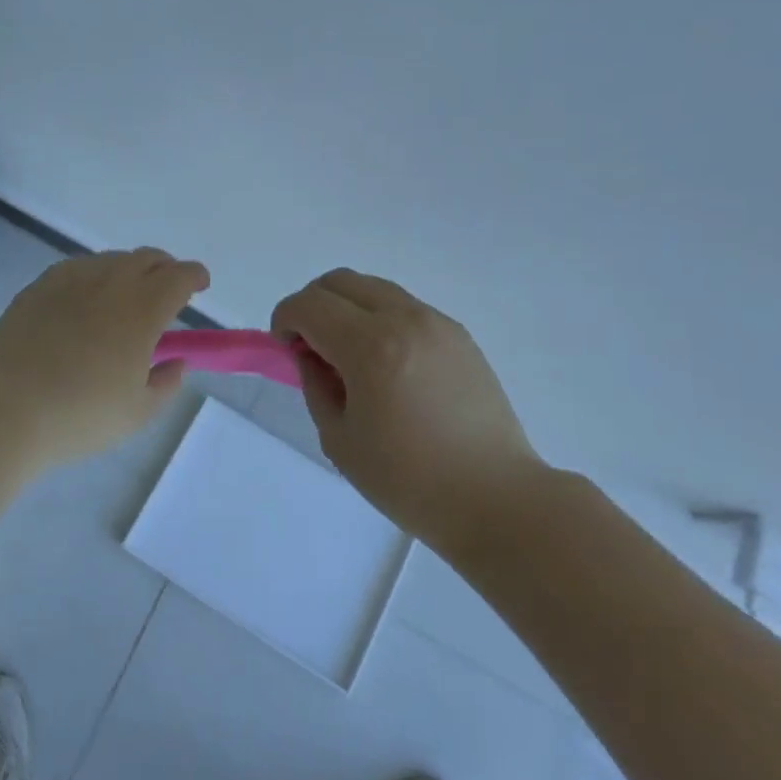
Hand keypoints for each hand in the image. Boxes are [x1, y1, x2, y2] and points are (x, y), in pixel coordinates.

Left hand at [0, 248, 209, 468]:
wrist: (4, 408)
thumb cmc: (79, 415)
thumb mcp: (137, 413)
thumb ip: (166, 384)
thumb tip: (175, 362)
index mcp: (142, 309)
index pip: (179, 276)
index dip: (195, 276)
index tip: (200, 285)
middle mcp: (110, 283)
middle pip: (148, 258)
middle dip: (165, 268)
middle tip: (168, 288)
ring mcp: (71, 279)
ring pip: (112, 259)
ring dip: (130, 270)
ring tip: (126, 294)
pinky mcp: (39, 286)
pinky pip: (78, 267)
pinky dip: (95, 275)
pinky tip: (86, 297)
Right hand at [272, 269, 539, 546]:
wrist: (495, 498)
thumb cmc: (409, 481)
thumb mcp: (340, 439)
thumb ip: (315, 384)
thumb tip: (309, 354)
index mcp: (370, 347)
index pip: (310, 304)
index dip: (285, 319)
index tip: (285, 348)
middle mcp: (404, 319)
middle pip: (340, 281)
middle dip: (313, 305)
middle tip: (311, 346)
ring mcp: (436, 322)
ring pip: (374, 288)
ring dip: (348, 308)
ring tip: (350, 356)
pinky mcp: (458, 334)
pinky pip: (405, 306)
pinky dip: (380, 318)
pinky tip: (388, 364)